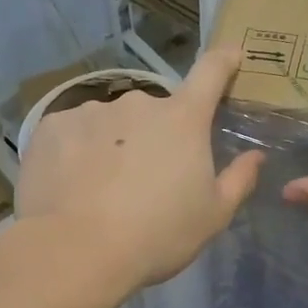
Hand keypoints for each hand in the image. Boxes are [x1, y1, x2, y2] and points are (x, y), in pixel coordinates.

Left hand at [15, 48, 263, 291]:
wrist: (76, 251)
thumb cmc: (157, 235)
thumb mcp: (212, 216)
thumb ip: (238, 180)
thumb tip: (255, 156)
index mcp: (183, 119)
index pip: (211, 73)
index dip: (224, 61)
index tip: (230, 56)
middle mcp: (137, 103)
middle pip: (155, 112)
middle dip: (156, 136)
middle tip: (147, 179)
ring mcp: (91, 111)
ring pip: (111, 124)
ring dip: (114, 145)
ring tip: (102, 190)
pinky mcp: (52, 128)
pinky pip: (73, 135)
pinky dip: (76, 153)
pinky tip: (72, 187)